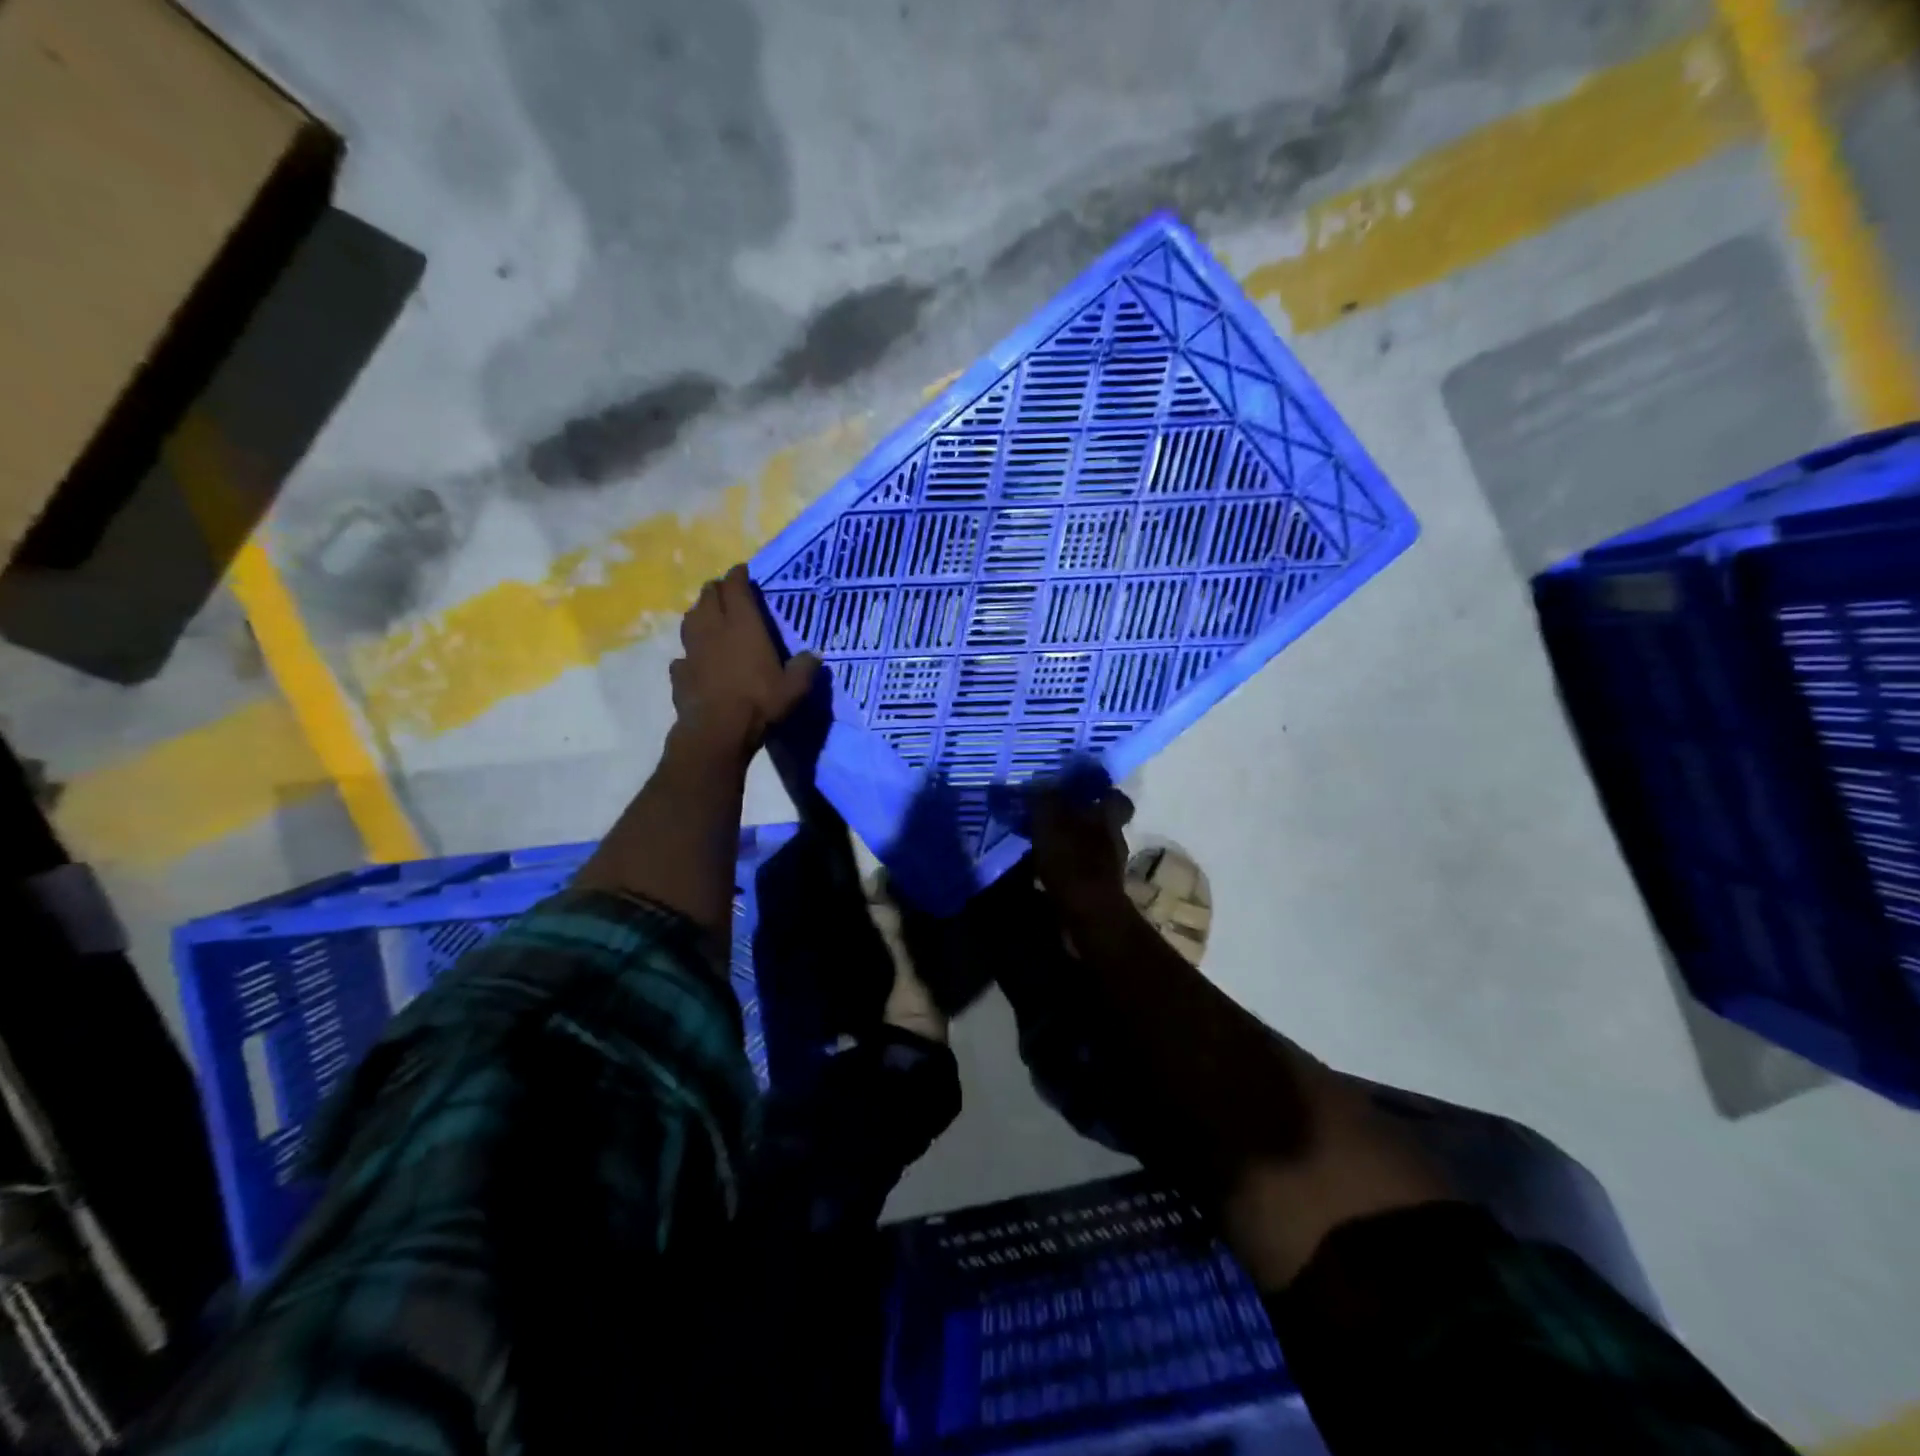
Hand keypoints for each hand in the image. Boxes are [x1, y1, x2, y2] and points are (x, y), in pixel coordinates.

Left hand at [671, 564, 819, 760]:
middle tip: (728, 593)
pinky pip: (683, 655)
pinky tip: (695, 661)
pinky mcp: (679, 672)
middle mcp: (713, 629)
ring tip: (708, 618)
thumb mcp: (794, 687)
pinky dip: (690, 653)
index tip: (743, 571)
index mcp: (743, 624)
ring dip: (699, 614)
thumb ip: (805, 668)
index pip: (736, 587)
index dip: (738, 575)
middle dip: (717, 590)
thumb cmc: (760, 701)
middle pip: (708, 596)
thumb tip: (814, 656)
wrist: (718, 730)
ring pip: (690, 619)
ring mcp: (691, 650)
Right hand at [1030, 787, 1133, 911]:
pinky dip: (1069, 869)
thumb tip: (1039, 783)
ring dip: (1073, 846)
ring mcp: (1110, 867)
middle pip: (1103, 823)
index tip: (1080, 790)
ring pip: (1092, 848)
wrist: (1088, 915)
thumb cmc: (1072, 861)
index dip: (1101, 792)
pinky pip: (1083, 871)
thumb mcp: (1049, 823)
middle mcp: (1115, 839)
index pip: (1116, 797)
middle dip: (1081, 821)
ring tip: (1045, 846)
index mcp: (1108, 818)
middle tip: (1054, 818)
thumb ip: (1044, 801)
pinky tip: (1048, 871)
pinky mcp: (1100, 890)